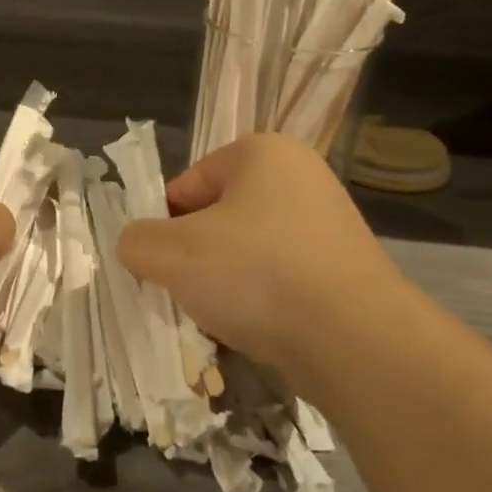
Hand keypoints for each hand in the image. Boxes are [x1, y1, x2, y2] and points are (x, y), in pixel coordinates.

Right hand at [117, 133, 406, 385]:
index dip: (164, 228)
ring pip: (247, 253)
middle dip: (195, 258)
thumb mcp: (172, 254)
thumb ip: (137, 241)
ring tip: (222, 317)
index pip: (185, 187)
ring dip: (225, 283)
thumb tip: (138, 246)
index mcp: (261, 153)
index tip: (162, 268)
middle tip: (188, 294)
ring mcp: (329, 223)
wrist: (354, 339)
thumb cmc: (255, 274)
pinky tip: (256, 330)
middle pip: (217, 220)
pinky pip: (281, 279)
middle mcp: (301, 176)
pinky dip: (262, 301)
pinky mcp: (345, 268)